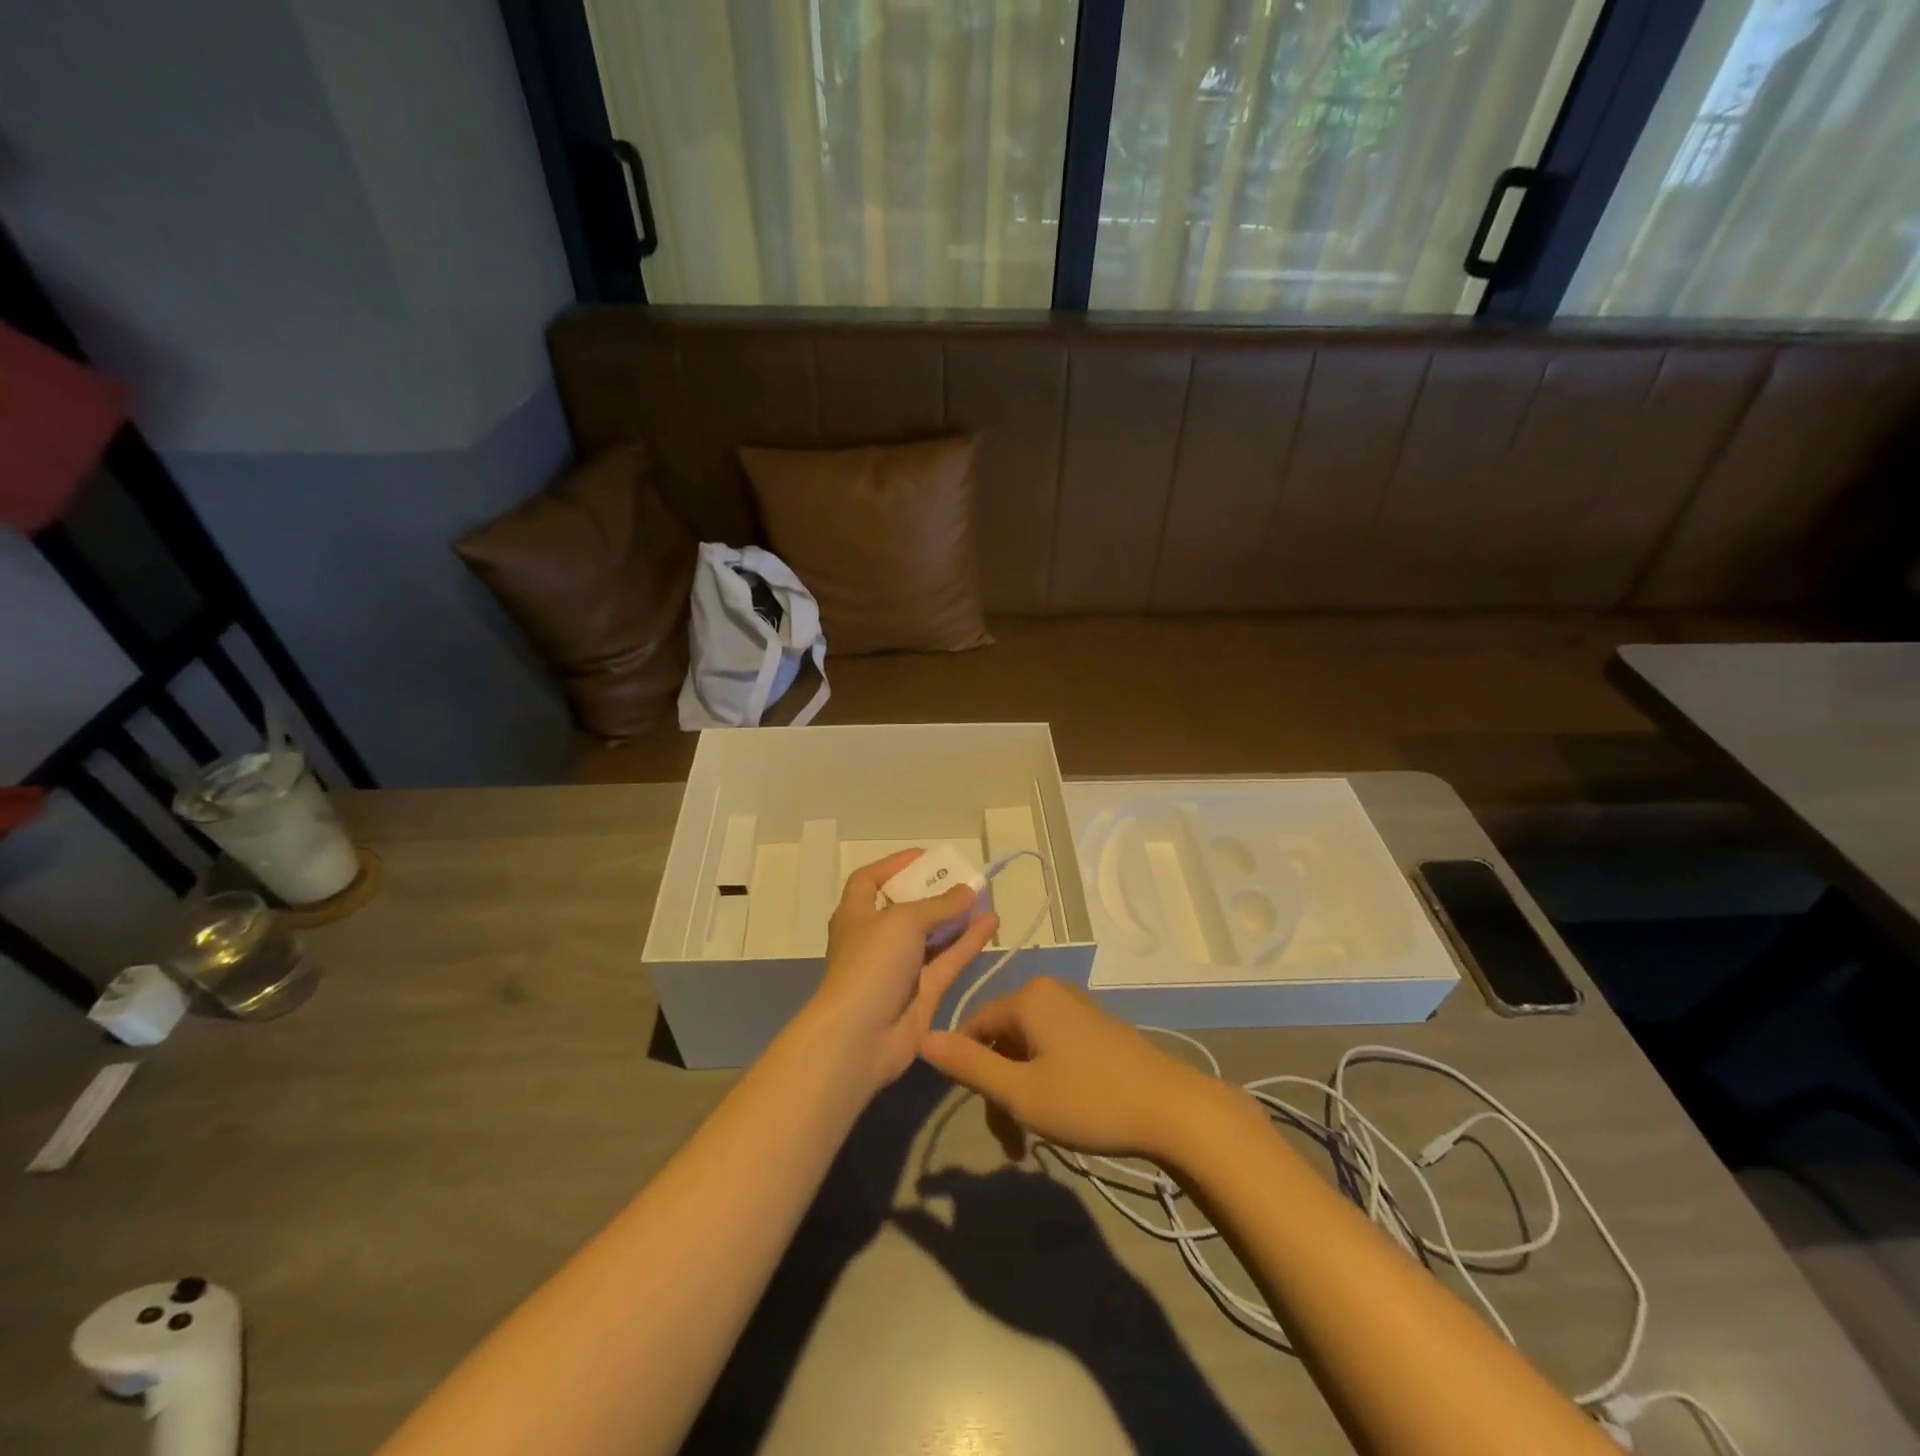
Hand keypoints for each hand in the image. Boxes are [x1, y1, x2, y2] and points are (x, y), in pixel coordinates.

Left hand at [805, 850, 999, 1091]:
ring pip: (933, 936)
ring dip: (957, 918)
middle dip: (934, 893)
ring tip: (986, 898)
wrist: (859, 1037)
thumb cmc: (871, 964)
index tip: (925, 857)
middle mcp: (877, 938)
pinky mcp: (922, 993)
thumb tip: (968, 890)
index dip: (894, 866)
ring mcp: (900, 968)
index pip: (869, 880)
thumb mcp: (903, 922)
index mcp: (856, 914)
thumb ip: (939, 905)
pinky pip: (948, 960)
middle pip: (907, 908)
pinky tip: (992, 924)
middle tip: (964, 879)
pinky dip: (968, 943)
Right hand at [918, 978, 1236, 1160]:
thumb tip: (922, 1038)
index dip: (967, 1069)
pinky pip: (1053, 1049)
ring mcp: (1077, 1009)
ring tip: (1033, 1140)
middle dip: (999, 1090)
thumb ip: (970, 1066)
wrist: (1174, 1110)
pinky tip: (1061, 1115)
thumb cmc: (1090, 1100)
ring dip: (1022, 1092)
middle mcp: (1051, 993)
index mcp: (1028, 997)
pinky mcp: (1098, 1029)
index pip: (974, 1025)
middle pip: (1002, 1039)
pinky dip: (1046, 1081)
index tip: (979, 1116)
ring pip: (1028, 1049)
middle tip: (1011, 1143)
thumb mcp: (1021, 1092)